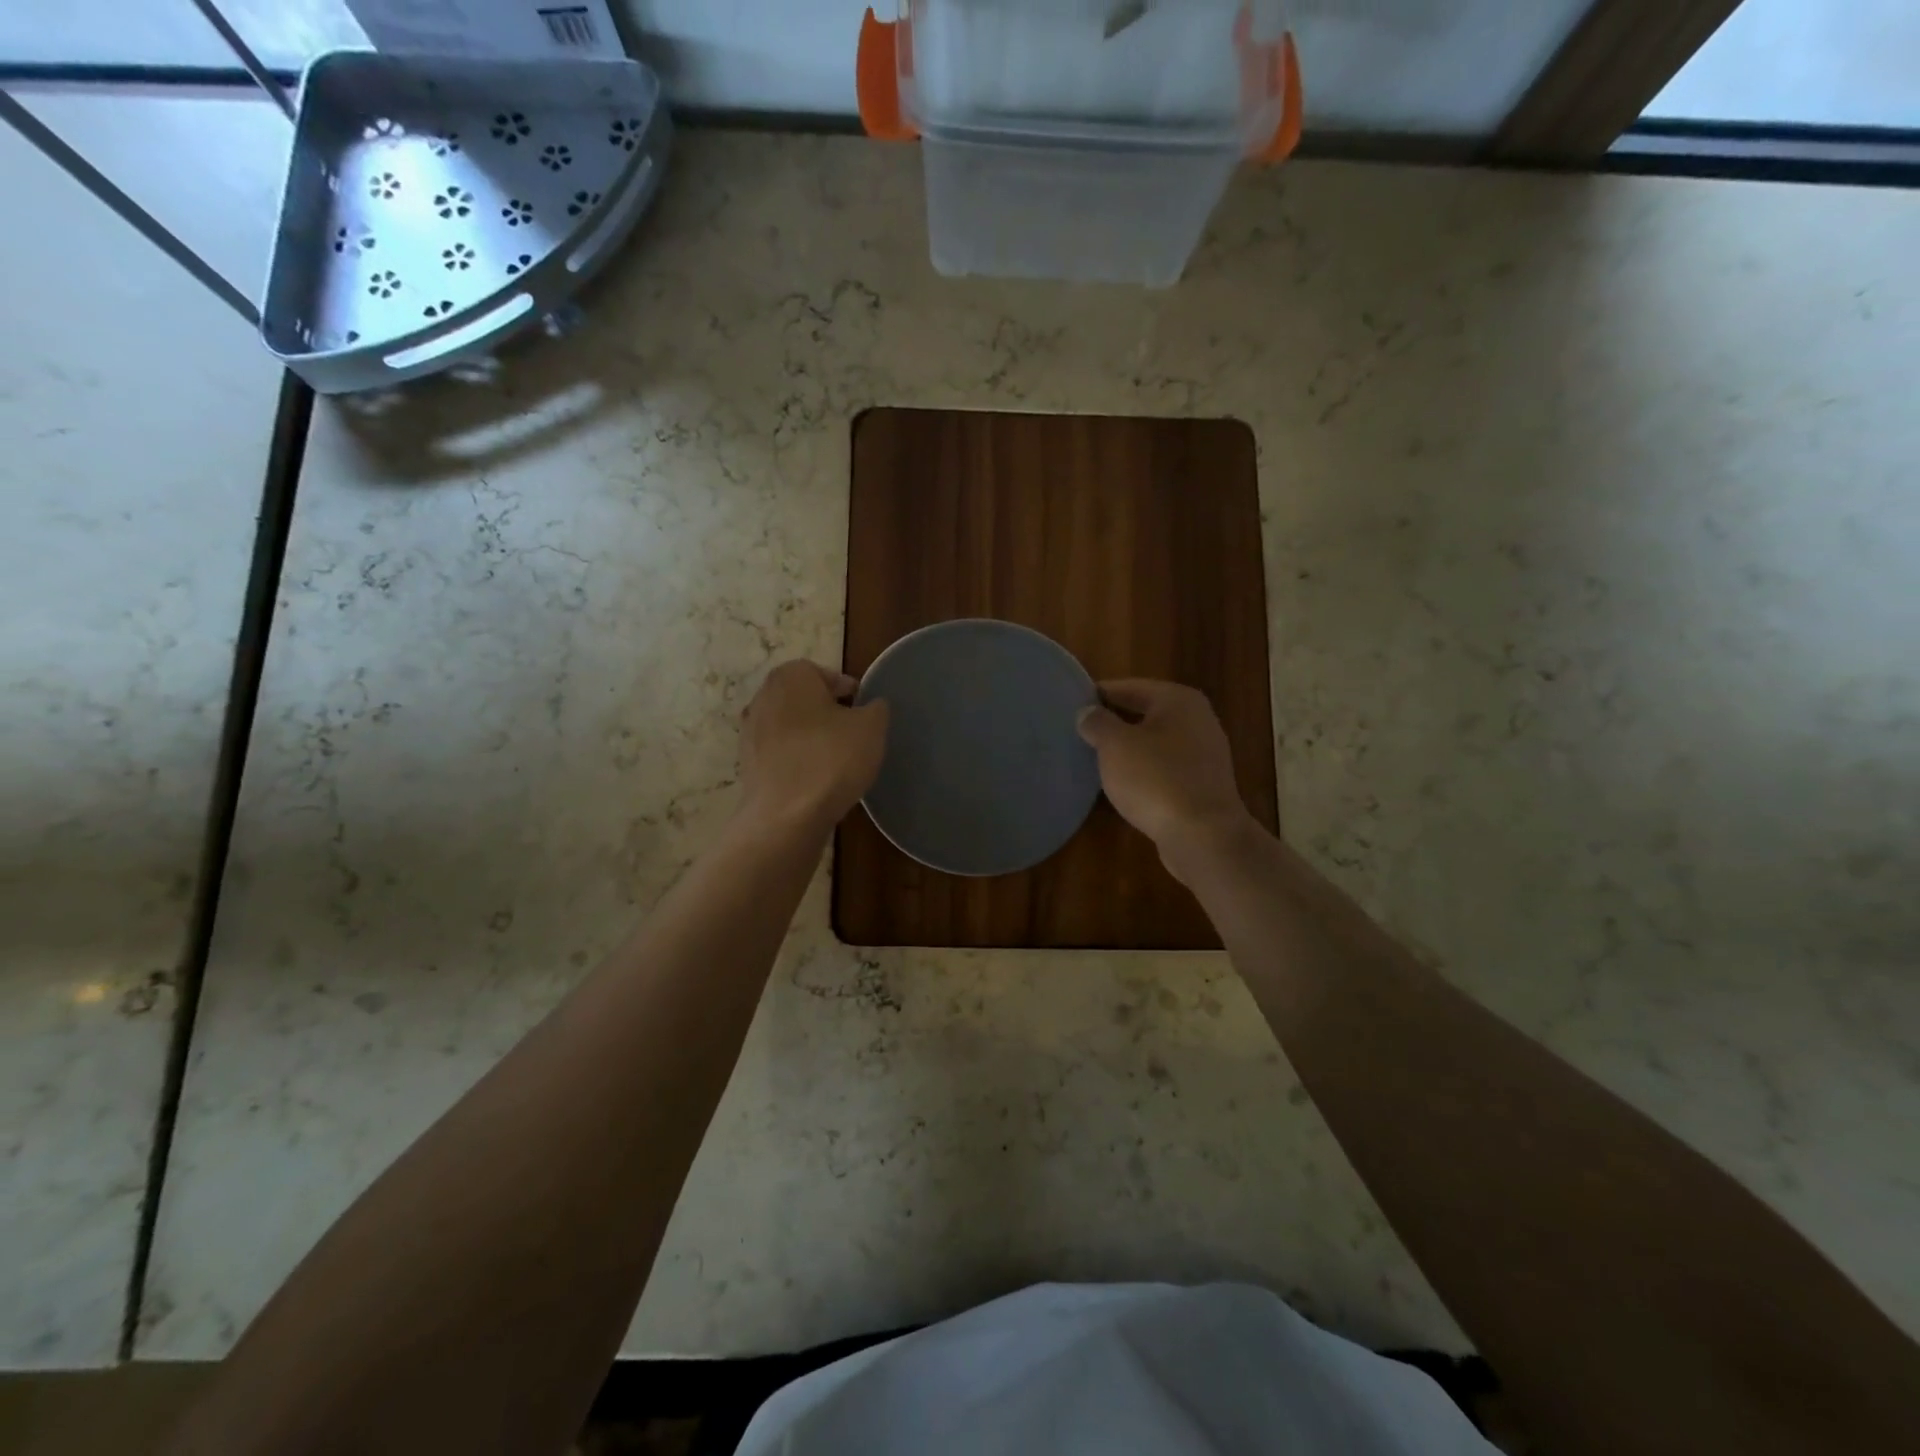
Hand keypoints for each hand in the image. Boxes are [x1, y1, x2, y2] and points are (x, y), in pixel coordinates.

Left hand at [739, 660, 888, 833]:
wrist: (786, 816)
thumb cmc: (831, 759)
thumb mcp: (872, 727)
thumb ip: (876, 708)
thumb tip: (870, 706)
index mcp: (790, 676)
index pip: (825, 674)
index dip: (849, 693)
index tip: (864, 715)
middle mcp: (762, 696)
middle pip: (805, 699)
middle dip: (828, 715)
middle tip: (852, 737)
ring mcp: (749, 731)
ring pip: (791, 727)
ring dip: (812, 739)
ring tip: (836, 762)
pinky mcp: (747, 764)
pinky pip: (781, 754)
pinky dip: (797, 761)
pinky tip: (816, 781)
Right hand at [1077, 680, 1257, 880]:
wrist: (1203, 836)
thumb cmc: (1156, 779)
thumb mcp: (1115, 745)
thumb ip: (1097, 723)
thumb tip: (1087, 712)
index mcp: (1179, 700)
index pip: (1130, 687)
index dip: (1099, 693)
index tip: (1072, 702)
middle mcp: (1197, 720)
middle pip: (1145, 713)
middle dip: (1114, 721)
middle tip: (1079, 730)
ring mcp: (1204, 755)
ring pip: (1155, 742)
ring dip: (1128, 748)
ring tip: (1094, 757)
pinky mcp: (1202, 785)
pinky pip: (1164, 768)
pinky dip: (1143, 771)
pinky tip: (1121, 783)